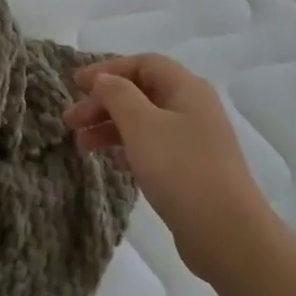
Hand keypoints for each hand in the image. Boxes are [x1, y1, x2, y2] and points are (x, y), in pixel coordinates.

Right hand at [63, 54, 271, 286]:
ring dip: (111, 127)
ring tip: (81, 144)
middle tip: (70, 120)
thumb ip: (118, 95)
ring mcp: (193, 141)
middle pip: (142, 92)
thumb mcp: (142, 125)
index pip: (144, 63)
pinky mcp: (190, 170)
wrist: (225, 232)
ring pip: (144, 122)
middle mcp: (193, 108)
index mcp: (187, 88)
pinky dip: (128, 148)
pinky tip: (110, 161)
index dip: (107, 69)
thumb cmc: (181, 169)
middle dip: (104, 102)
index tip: (74, 84)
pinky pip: (152, 147)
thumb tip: (103, 78)